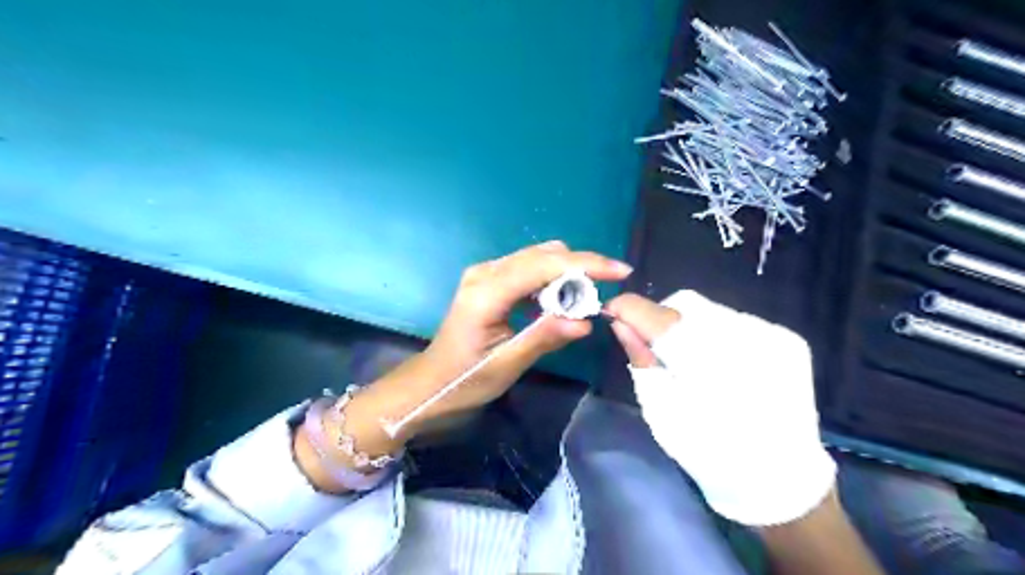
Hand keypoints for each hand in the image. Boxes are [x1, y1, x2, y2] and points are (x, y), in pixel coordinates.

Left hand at [356, 240, 627, 438]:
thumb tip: (586, 322)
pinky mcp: (488, 280)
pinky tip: (559, 301)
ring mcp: (485, 273)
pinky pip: (528, 268)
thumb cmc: (464, 379)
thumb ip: (545, 337)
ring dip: (566, 274)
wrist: (430, 382)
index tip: (621, 271)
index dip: (585, 264)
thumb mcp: (507, 363)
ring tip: (583, 302)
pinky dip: (551, 279)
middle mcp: (485, 273)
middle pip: (543, 254)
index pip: (544, 265)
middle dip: (579, 269)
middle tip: (601, 296)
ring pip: (537, 258)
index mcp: (487, 292)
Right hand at [606, 292, 831, 524]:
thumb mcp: (661, 411)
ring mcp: (771, 336)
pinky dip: (719, 333)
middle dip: (662, 317)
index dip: (630, 308)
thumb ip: (641, 360)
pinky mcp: (789, 339)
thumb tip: (620, 323)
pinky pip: (737, 320)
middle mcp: (744, 340)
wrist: (779, 476)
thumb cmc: (708, 450)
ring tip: (695, 360)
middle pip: (685, 304)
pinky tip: (724, 363)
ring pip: (711, 310)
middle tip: (656, 345)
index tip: (613, 311)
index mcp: (706, 366)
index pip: (658, 318)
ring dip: (691, 326)